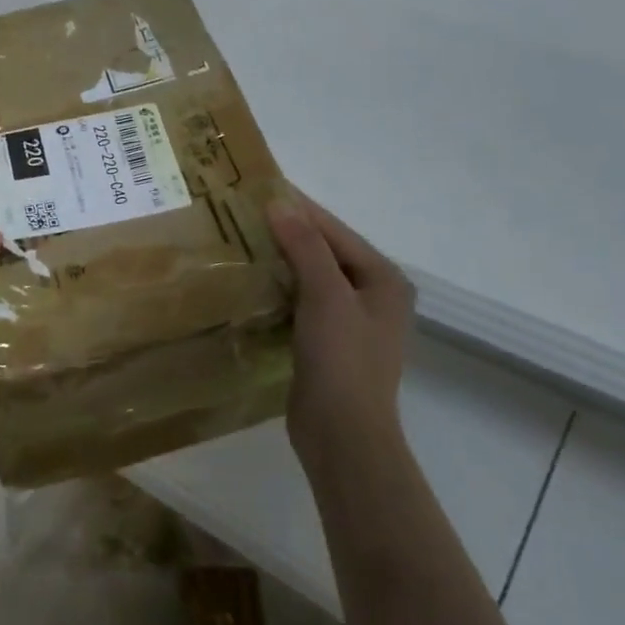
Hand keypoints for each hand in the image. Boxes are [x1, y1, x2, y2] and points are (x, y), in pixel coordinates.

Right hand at [266, 194, 415, 469]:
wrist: (342, 434)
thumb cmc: (342, 360)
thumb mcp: (325, 296)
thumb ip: (305, 246)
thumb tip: (280, 203)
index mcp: (383, 279)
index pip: (336, 231)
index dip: (299, 209)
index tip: (260, 190)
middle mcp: (372, 295)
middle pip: (325, 252)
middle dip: (288, 234)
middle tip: (243, 216)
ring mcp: (351, 322)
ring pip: (311, 278)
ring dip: (281, 262)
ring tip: (241, 243)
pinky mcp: (328, 344)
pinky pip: (302, 304)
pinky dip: (280, 291)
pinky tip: (252, 284)